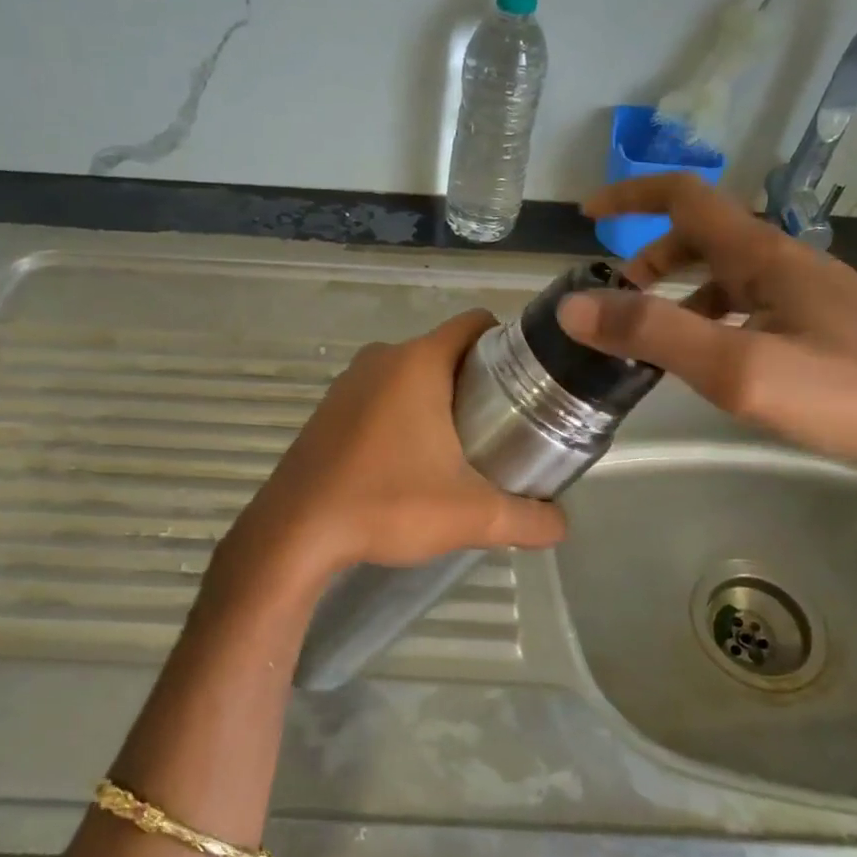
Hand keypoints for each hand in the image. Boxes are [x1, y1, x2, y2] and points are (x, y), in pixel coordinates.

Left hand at [226, 311, 566, 583]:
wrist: (296, 532)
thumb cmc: (387, 504)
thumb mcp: (470, 516)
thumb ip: (527, 519)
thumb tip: (561, 525)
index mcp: (417, 362)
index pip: (476, 324)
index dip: (509, 346)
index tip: (527, 385)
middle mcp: (381, 359)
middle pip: (446, 352)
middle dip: (477, 382)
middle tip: (502, 429)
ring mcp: (347, 383)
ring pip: (410, 376)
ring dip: (437, 402)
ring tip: (459, 451)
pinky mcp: (328, 411)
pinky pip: (379, 397)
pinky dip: (401, 416)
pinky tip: (407, 464)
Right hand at [559, 175, 856, 525]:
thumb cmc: (852, 391)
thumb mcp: (739, 366)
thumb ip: (654, 334)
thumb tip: (573, 305)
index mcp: (762, 255)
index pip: (684, 197)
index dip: (631, 196)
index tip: (586, 213)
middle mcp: (785, 263)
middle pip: (703, 237)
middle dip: (649, 259)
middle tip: (616, 304)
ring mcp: (811, 296)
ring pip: (727, 276)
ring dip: (680, 294)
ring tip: (653, 343)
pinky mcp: (829, 329)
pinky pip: (753, 308)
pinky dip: (714, 321)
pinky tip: (716, 363)